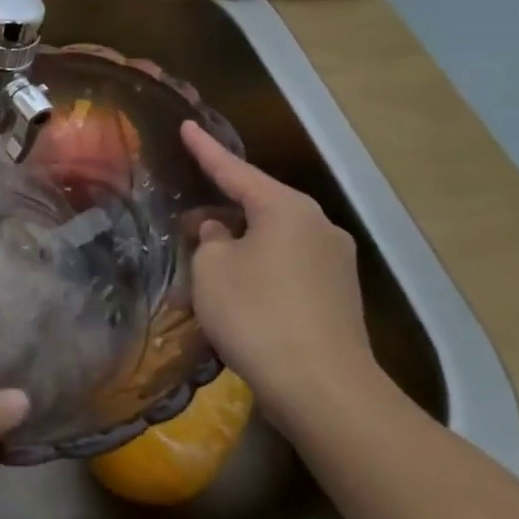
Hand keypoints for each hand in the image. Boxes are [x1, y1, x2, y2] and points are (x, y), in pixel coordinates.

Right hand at [181, 120, 378, 435]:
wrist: (325, 391)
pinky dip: (256, 269)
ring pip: (270, 238)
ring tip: (201, 263)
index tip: (186, 126)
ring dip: (236, 246)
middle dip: (218, 210)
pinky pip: (285, 266)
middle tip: (182, 219)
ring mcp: (334, 263)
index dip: (205, 149)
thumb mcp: (211, 268)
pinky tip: (233, 292)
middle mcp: (317, 226)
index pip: (234, 169)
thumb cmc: (257, 314)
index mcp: (286, 208)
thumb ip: (209, 239)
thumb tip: (221, 234)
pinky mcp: (337, 297)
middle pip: (256, 205)